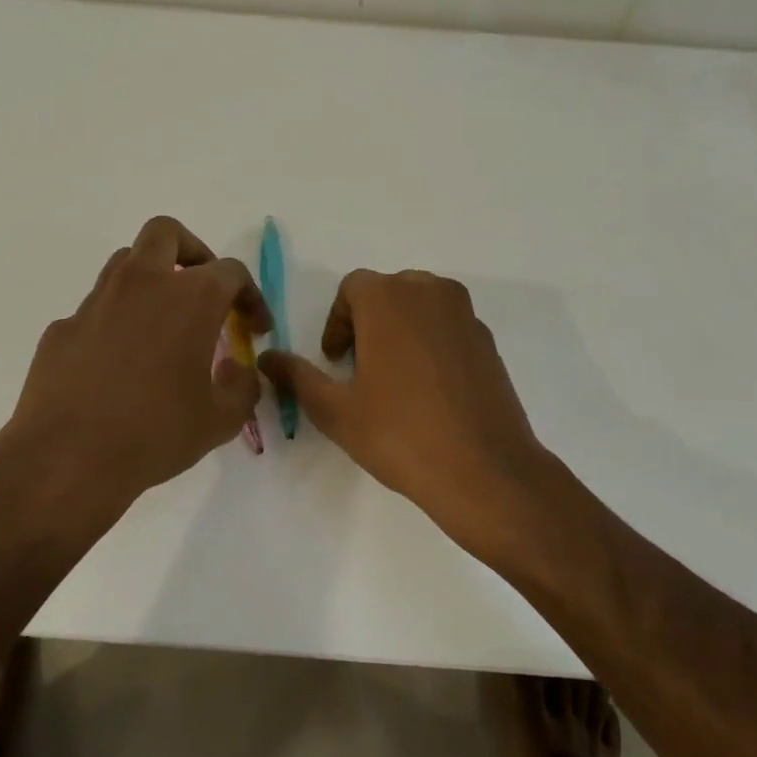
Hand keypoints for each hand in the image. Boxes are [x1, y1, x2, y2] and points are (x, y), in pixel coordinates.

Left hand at [0, 216, 270, 511]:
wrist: (67, 458)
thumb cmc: (156, 433)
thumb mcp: (221, 419)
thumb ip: (242, 387)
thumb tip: (238, 371)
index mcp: (190, 298)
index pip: (231, 272)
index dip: (251, 296)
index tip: (254, 327)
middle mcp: (142, 284)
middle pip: (166, 234)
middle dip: (192, 252)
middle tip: (203, 290)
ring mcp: (95, 302)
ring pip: (126, 263)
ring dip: (151, 280)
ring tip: (163, 323)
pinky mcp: (63, 327)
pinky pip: (97, 309)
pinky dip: (117, 321)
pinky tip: (119, 364)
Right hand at [258, 270, 546, 535]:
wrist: (483, 469)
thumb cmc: (399, 434)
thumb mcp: (335, 410)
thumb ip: (297, 376)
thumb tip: (268, 358)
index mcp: (388, 299)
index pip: (353, 287)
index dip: (336, 321)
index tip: (335, 360)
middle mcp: (430, 293)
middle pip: (389, 291)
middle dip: (368, 321)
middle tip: (359, 367)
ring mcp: (465, 315)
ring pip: (422, 305)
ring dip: (401, 328)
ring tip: (394, 377)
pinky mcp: (488, 341)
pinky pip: (449, 326)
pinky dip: (431, 342)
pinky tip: (429, 390)